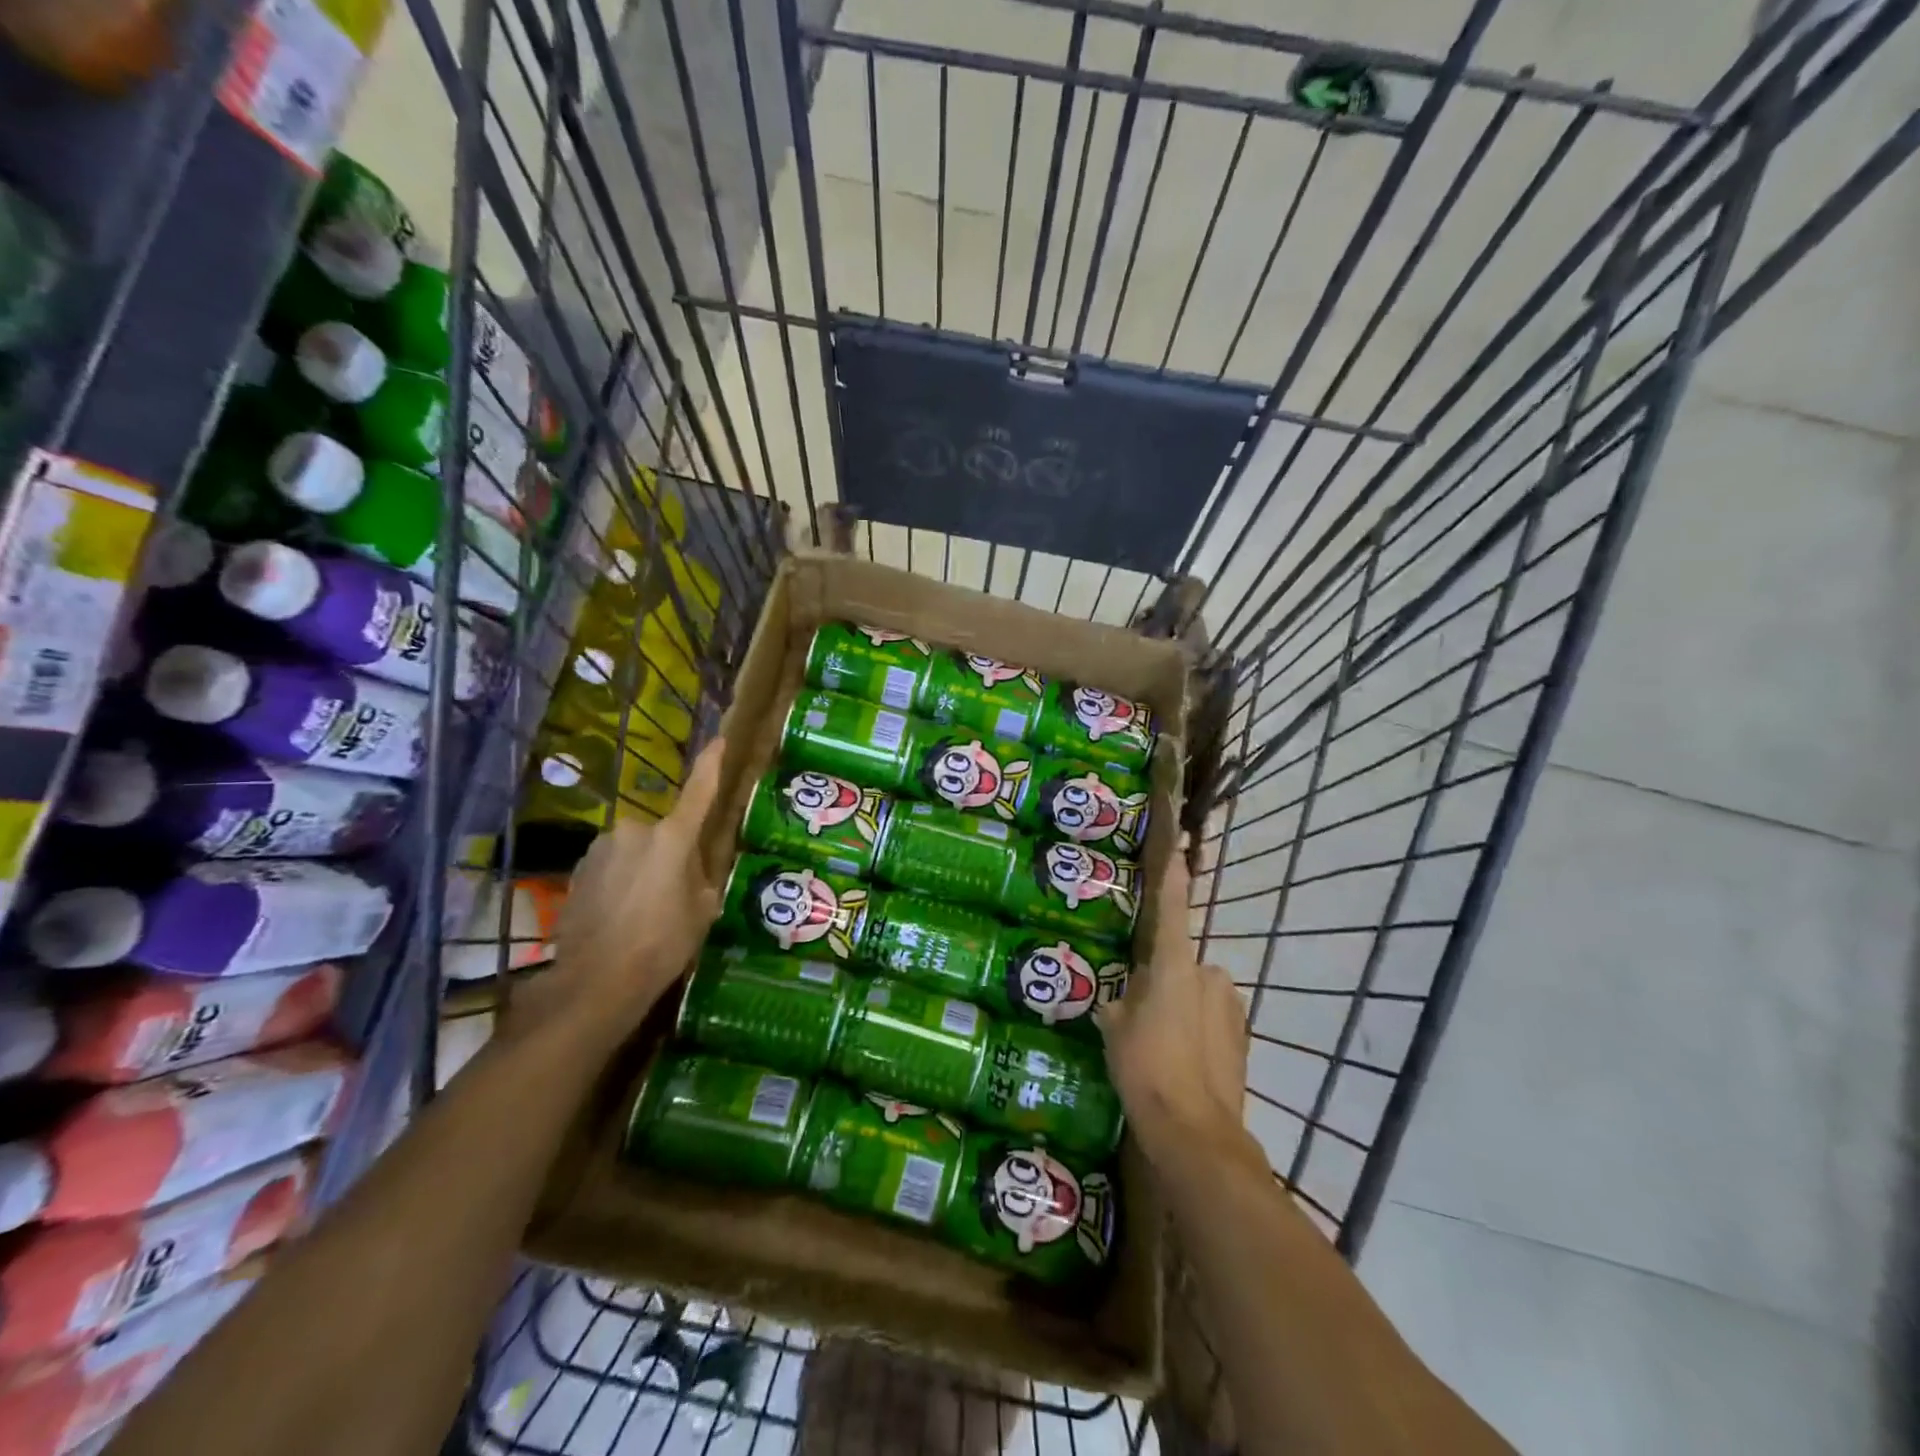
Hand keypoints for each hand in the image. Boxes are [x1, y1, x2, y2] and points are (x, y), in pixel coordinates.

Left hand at [544, 737, 725, 1032]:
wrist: (596, 980)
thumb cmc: (663, 943)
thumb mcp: (701, 911)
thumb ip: (700, 879)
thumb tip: (692, 872)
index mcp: (672, 838)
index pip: (698, 792)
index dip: (711, 765)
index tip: (719, 740)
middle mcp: (634, 831)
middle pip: (663, 835)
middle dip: (670, 855)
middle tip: (674, 894)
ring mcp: (601, 849)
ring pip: (634, 852)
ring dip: (641, 870)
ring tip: (643, 913)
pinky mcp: (577, 870)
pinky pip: (609, 868)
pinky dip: (618, 884)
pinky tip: (618, 918)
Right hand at [1097, 835, 1255, 1163]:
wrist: (1196, 1132)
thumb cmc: (1146, 1068)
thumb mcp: (1115, 1028)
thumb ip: (1121, 1002)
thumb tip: (1122, 1000)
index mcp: (1176, 965)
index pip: (1172, 906)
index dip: (1172, 872)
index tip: (1178, 841)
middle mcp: (1210, 975)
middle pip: (1182, 964)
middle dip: (1165, 980)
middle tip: (1140, 1011)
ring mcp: (1231, 1007)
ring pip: (1198, 993)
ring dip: (1183, 1007)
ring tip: (1159, 1045)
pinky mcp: (1243, 1038)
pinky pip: (1212, 1020)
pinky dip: (1198, 1032)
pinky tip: (1181, 1062)